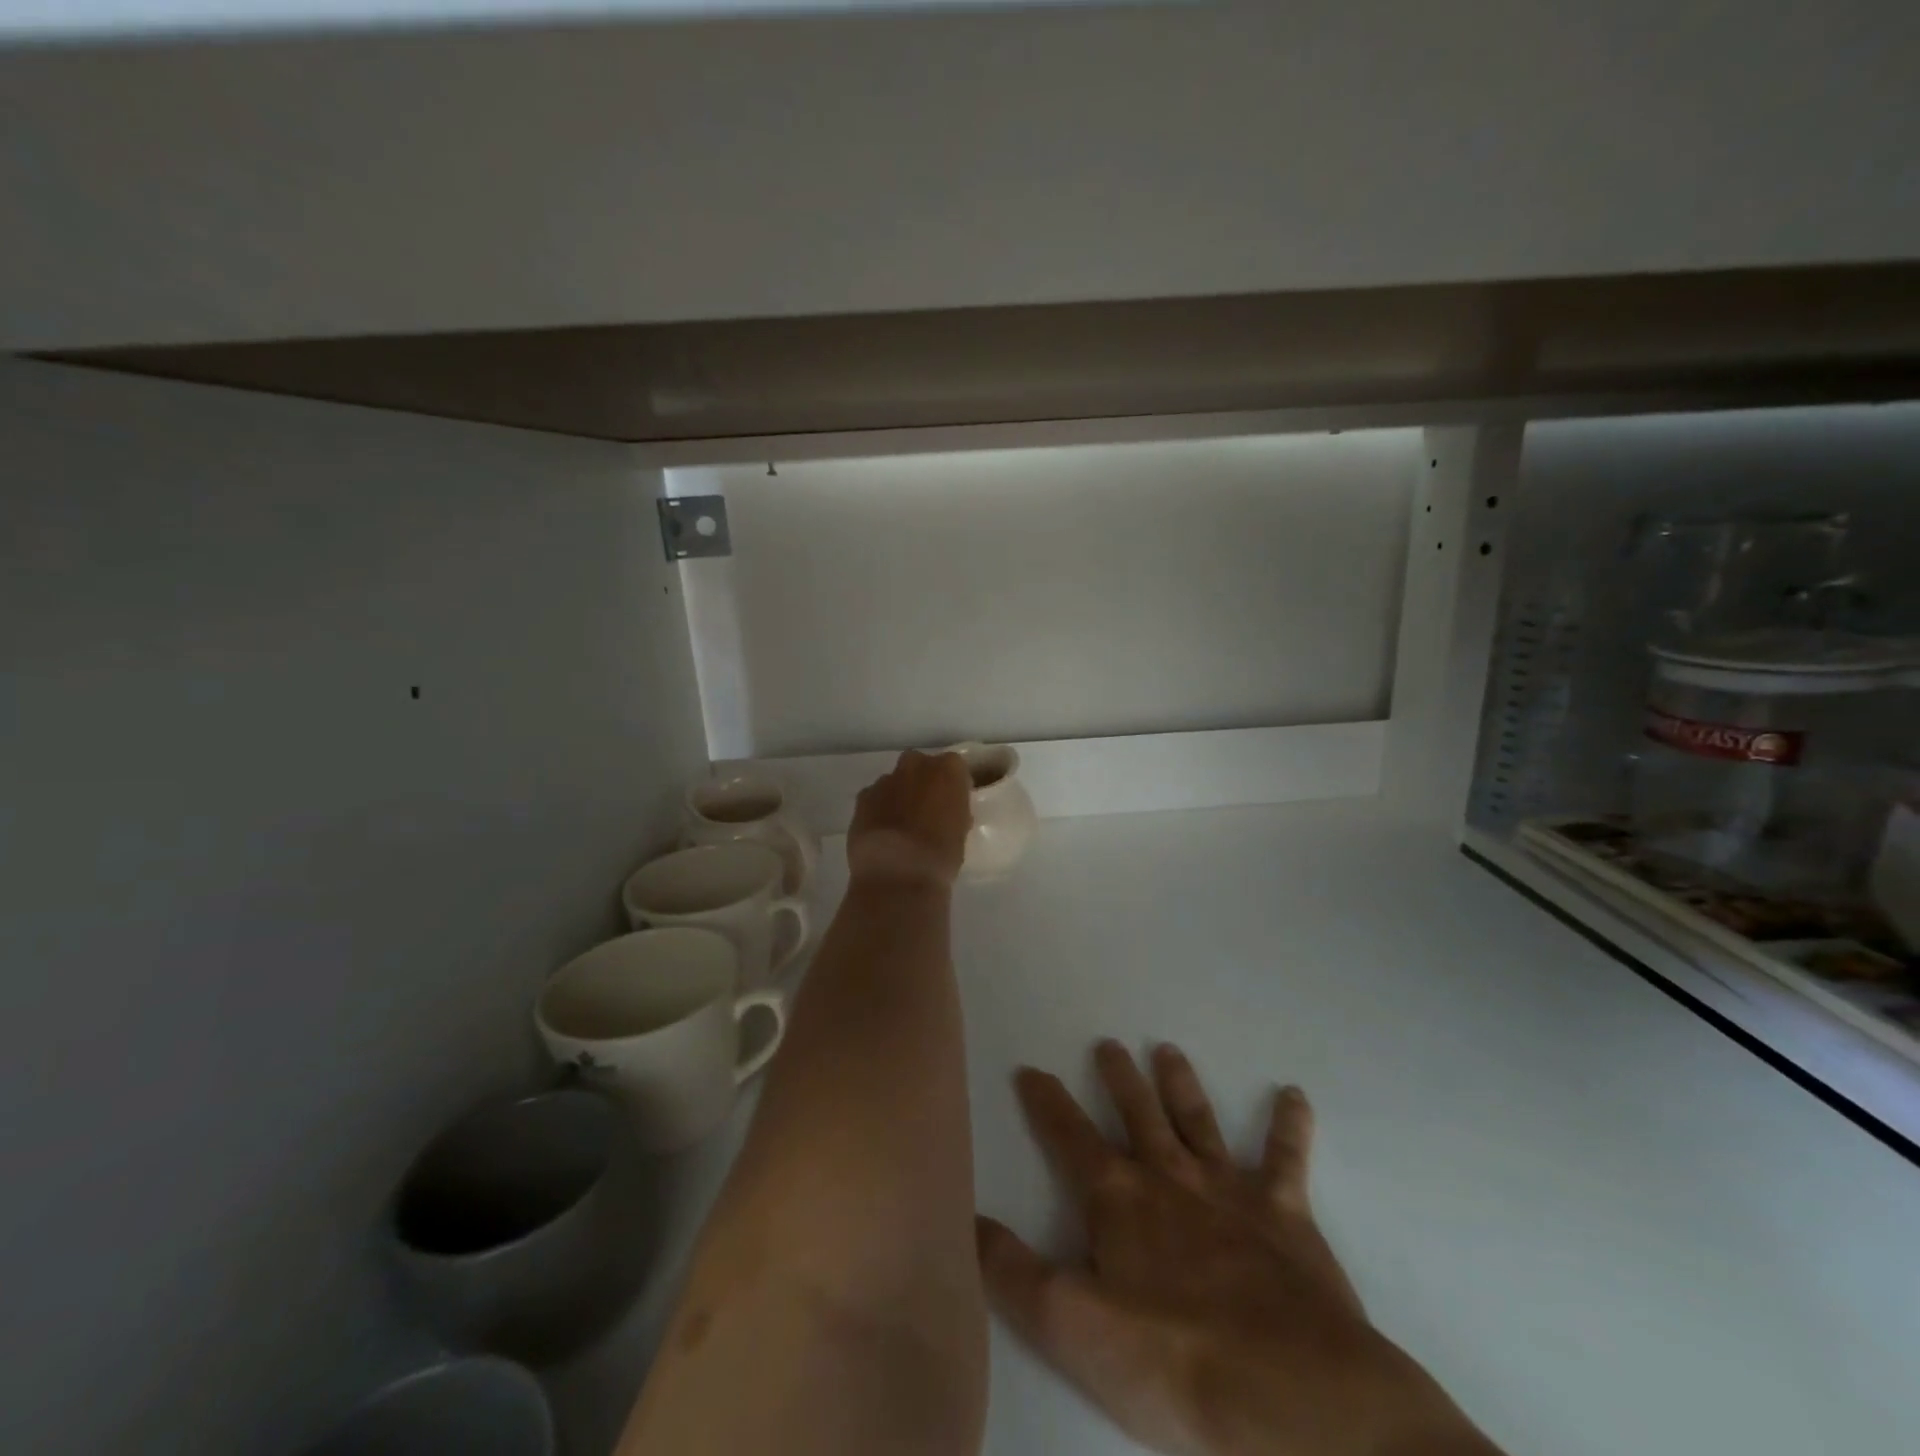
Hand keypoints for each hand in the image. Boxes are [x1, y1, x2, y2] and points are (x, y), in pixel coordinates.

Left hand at [846, 750, 972, 891]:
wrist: (897, 873)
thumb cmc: (941, 855)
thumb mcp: (960, 834)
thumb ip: (954, 814)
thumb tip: (947, 815)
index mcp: (948, 770)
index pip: (954, 767)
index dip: (952, 786)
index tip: (953, 805)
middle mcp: (916, 765)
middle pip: (920, 765)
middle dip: (922, 782)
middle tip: (926, 811)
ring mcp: (885, 780)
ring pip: (894, 782)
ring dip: (898, 796)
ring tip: (900, 827)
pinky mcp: (862, 798)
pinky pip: (874, 798)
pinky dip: (877, 810)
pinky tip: (881, 833)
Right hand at [977, 1042, 1499, 1455]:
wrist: (1289, 1395)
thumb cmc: (1170, 1359)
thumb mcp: (1067, 1324)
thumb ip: (1010, 1269)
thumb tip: (967, 1216)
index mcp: (1118, 1198)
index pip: (1069, 1135)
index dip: (1046, 1101)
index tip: (1030, 1069)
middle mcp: (1169, 1176)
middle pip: (1137, 1113)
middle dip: (1119, 1078)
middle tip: (1109, 1044)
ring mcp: (1229, 1190)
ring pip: (1198, 1121)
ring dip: (1181, 1085)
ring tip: (1168, 1050)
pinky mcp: (1285, 1216)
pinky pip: (1286, 1159)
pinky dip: (1289, 1126)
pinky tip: (1293, 1095)